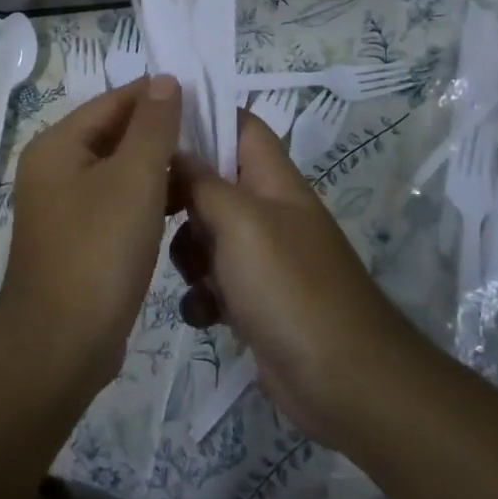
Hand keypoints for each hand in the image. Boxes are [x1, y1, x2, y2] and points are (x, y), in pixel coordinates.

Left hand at [0, 76, 182, 397]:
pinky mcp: (79, 239)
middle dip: (159, 133)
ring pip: (118, 172)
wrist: (62, 342)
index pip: (111, 102)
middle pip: (113, 135)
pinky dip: (146, 200)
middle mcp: (54, 170)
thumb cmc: (99, 249)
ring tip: (204, 167)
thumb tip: (163, 80)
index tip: (202, 97)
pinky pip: (116, 204)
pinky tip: (181, 206)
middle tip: (211, 134)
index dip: (155, 95)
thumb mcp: (133, 179)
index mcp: (57, 146)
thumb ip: (152, 126)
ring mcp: (64, 207)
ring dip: (156, 168)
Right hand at [170, 113, 421, 447]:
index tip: (154, 128)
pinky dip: (203, 296)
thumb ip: (203, 181)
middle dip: (182, 198)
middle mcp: (268, 212)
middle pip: (212, 182)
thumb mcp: (239, 222)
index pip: (239, 125)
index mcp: (274, 181)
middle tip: (154, 212)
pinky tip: (208, 315)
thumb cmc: (290, 286)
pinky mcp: (254, 300)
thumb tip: (175, 151)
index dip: (202, 117)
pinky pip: (212, 282)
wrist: (343, 381)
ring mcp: (261, 258)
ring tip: (195, 276)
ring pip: (205, 235)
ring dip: (188, 254)